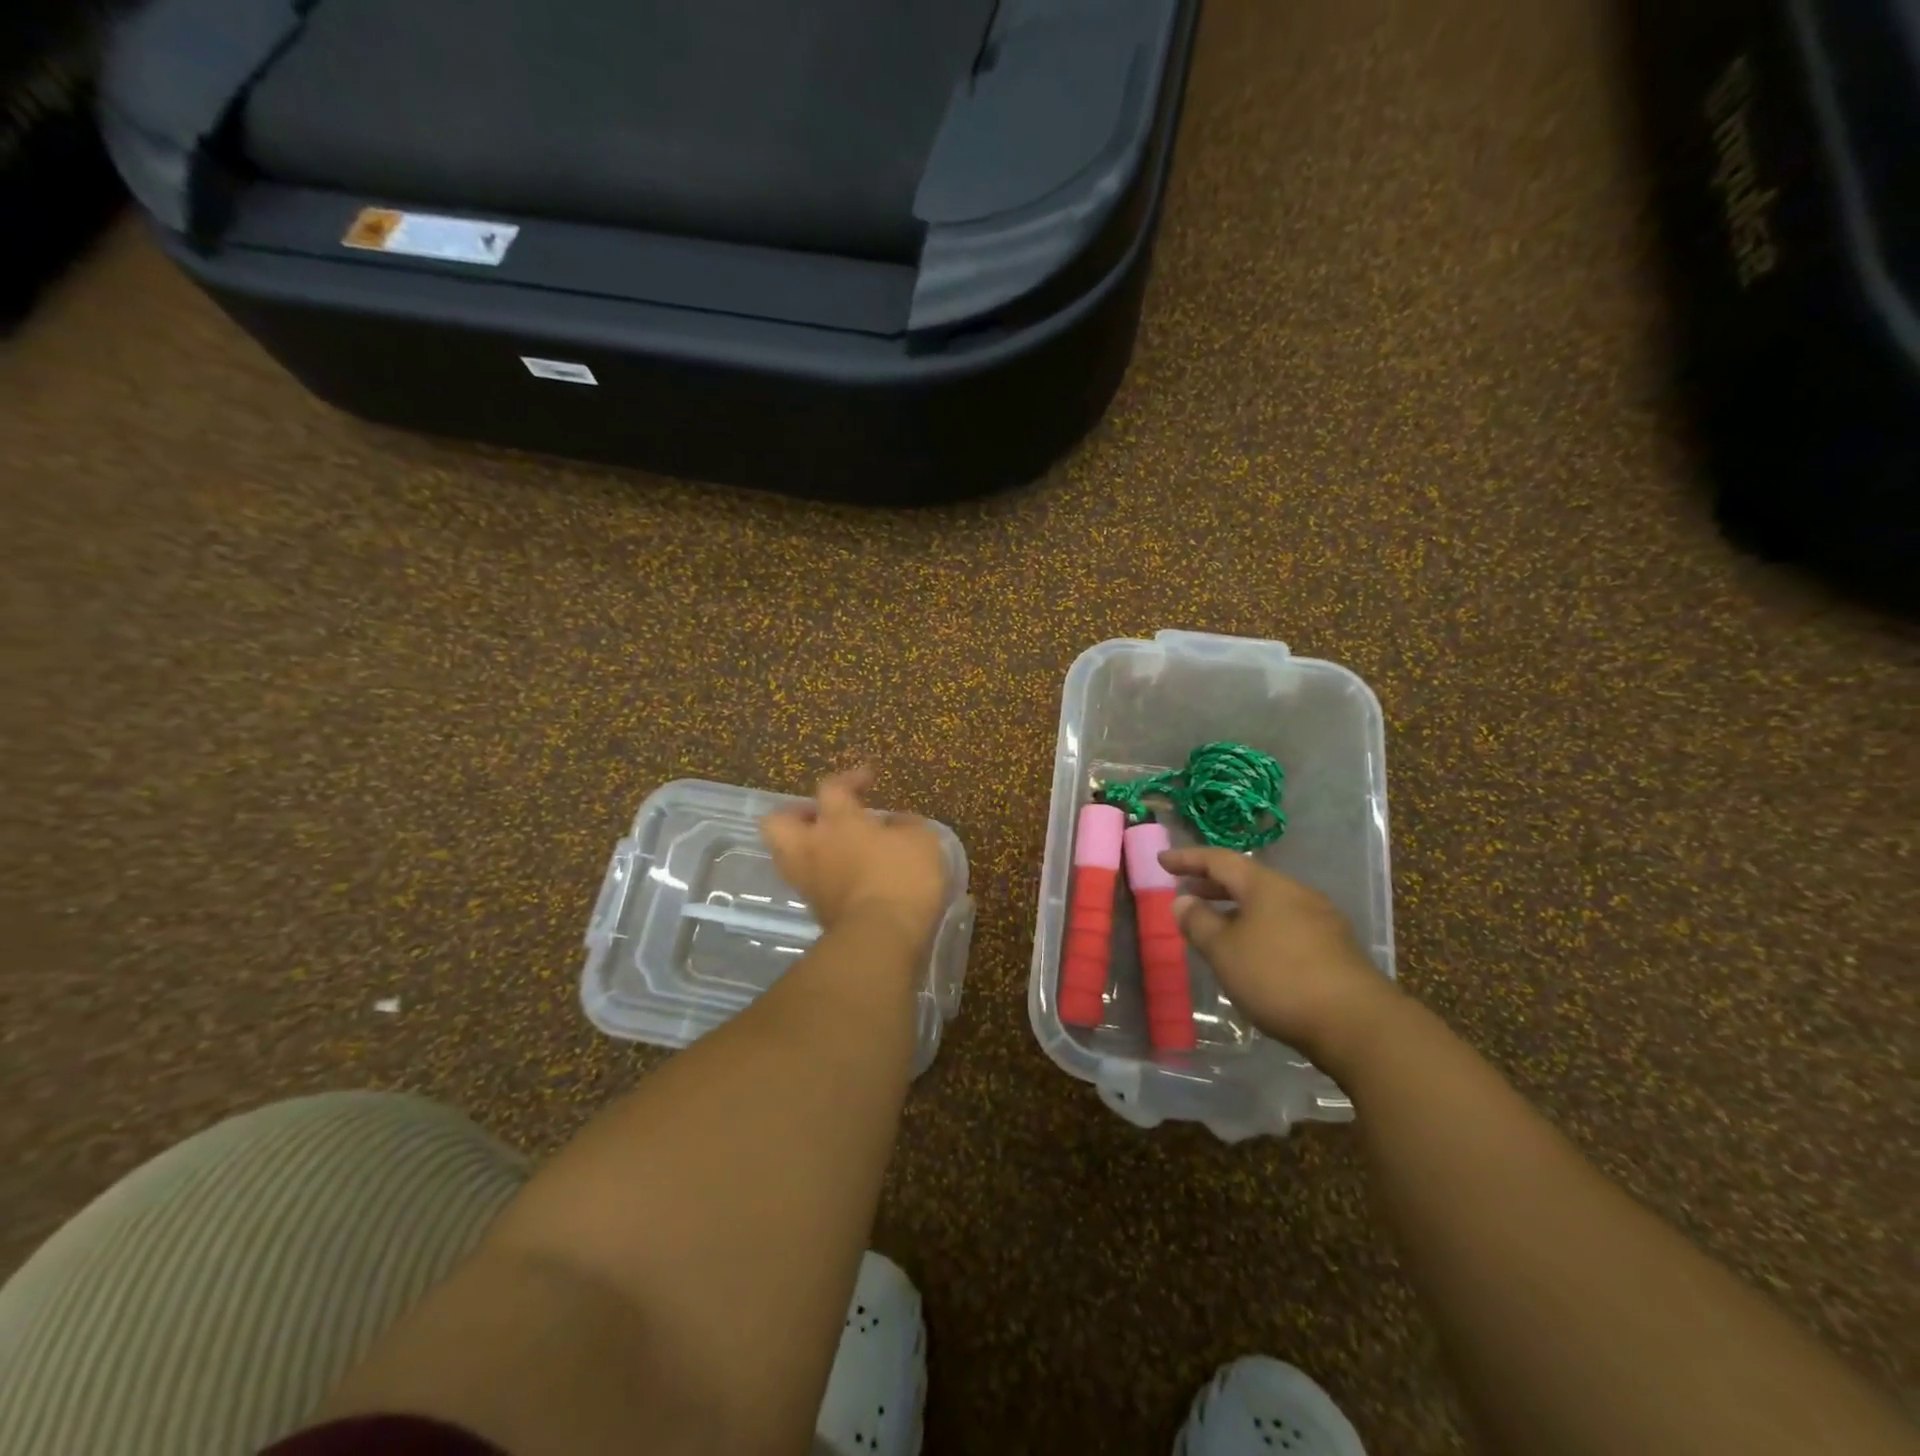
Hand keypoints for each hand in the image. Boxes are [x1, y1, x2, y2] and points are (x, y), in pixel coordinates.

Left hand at [761, 769, 948, 950]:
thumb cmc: (903, 878)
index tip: (867, 779)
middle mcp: (813, 847)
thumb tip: (897, 824)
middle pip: (779, 822)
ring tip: (832, 849)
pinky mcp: (816, 912)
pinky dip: (822, 877)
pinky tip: (846, 878)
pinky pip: (809, 884)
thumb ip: (907, 826)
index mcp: (839, 821)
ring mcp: (809, 882)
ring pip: (786, 856)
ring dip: (804, 848)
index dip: (849, 779)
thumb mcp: (922, 841)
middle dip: (796, 814)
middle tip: (822, 816)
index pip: (832, 787)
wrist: (881, 938)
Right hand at [1159, 846, 1399, 1068]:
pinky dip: (1258, 927)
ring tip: (1214, 923)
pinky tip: (1251, 951)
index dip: (1187, 859)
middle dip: (1212, 883)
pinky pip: (1284, 924)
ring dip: (1236, 908)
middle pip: (1246, 879)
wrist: (1357, 1023)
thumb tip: (1182, 900)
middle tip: (1185, 889)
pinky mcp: (1334, 948)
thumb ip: (1199, 923)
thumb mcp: (1225, 951)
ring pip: (1267, 903)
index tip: (1162, 860)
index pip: (1219, 860)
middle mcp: (1295, 893)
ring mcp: (1320, 919)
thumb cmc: (1279, 978)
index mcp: (1266, 885)